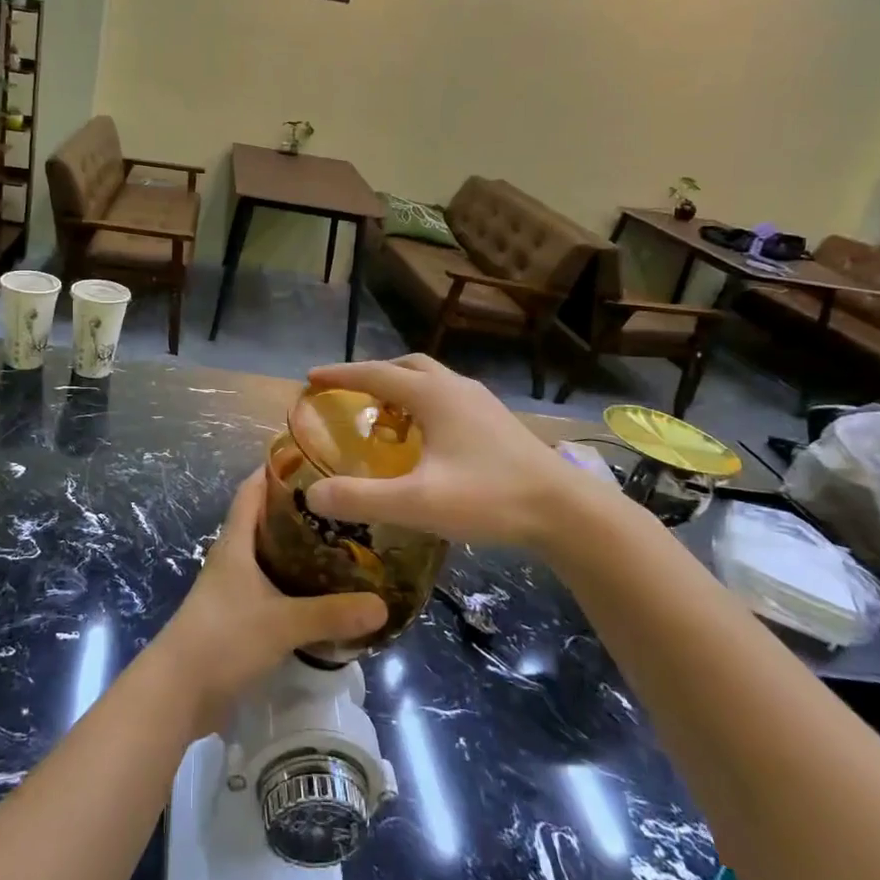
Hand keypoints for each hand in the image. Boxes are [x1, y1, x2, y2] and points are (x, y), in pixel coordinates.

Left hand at [153, 474, 386, 729]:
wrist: (179, 691)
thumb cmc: (224, 638)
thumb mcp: (282, 623)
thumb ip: (331, 614)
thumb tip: (382, 604)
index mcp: (235, 543)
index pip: (252, 491)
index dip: (275, 471)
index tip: (311, 459)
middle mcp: (232, 559)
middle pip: (263, 522)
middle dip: (298, 512)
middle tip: (341, 506)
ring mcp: (232, 590)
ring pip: (268, 558)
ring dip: (297, 551)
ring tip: (341, 546)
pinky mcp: (236, 619)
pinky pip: (269, 590)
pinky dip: (293, 586)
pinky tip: (321, 595)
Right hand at [302, 355, 619, 549]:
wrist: (568, 512)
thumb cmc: (490, 498)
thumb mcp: (419, 502)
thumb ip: (362, 498)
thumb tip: (312, 493)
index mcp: (434, 396)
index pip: (376, 374)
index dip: (341, 375)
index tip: (312, 378)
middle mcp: (457, 388)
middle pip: (407, 367)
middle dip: (373, 374)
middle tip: (348, 394)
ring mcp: (482, 403)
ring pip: (432, 380)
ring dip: (401, 387)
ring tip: (383, 415)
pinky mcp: (498, 422)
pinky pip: (448, 398)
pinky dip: (424, 404)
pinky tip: (426, 438)